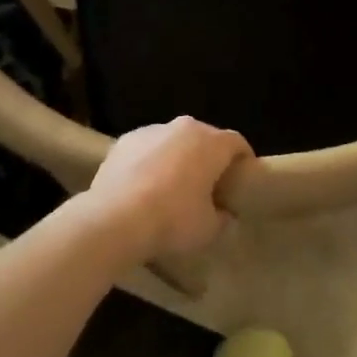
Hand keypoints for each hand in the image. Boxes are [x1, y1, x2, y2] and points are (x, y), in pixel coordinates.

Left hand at [81, 117, 251, 260]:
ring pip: (174, 141)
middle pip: (205, 138)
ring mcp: (151, 130)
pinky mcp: (124, 141)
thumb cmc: (172, 220)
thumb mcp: (208, 229)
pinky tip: (142, 187)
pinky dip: (150, 162)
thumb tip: (224, 214)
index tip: (241, 180)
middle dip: (209, 158)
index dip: (243, 161)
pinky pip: (147, 149)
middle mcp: (184, 127)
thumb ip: (223, 218)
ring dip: (177, 158)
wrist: (114, 219)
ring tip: (171, 187)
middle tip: (207, 186)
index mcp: (211, 143)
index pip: (237, 143)